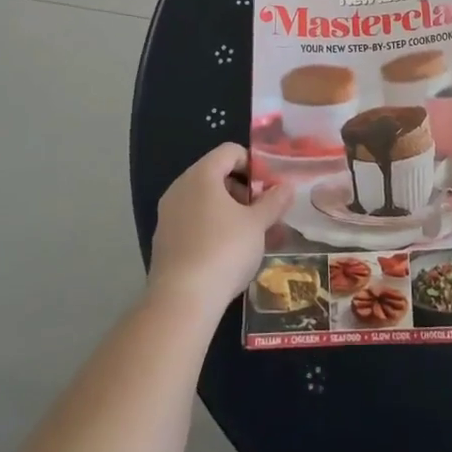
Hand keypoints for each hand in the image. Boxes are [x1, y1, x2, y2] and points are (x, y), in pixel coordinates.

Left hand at [148, 144, 294, 318]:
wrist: (182, 300)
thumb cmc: (224, 250)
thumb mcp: (257, 224)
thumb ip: (274, 202)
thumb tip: (287, 187)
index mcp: (201, 175)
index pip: (230, 151)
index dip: (253, 164)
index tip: (269, 187)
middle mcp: (180, 188)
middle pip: (217, 176)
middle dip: (244, 192)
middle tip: (264, 214)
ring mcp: (168, 216)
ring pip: (206, 203)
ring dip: (232, 213)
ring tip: (254, 238)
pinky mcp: (164, 242)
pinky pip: (194, 224)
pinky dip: (214, 229)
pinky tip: (231, 255)